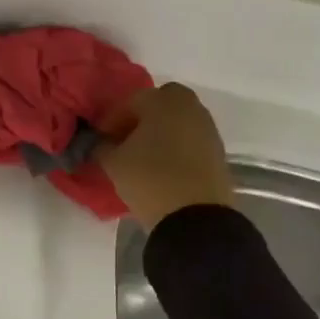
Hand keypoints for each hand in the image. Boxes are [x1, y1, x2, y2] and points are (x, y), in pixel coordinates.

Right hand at [97, 82, 234, 230]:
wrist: (196, 217)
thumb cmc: (149, 178)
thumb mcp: (113, 162)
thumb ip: (102, 146)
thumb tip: (101, 143)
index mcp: (162, 100)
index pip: (129, 103)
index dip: (110, 121)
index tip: (100, 140)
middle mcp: (190, 107)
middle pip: (160, 104)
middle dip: (142, 118)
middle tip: (125, 141)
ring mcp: (208, 130)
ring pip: (178, 122)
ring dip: (160, 133)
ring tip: (143, 157)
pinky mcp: (219, 153)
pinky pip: (191, 141)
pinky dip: (176, 147)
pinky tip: (162, 168)